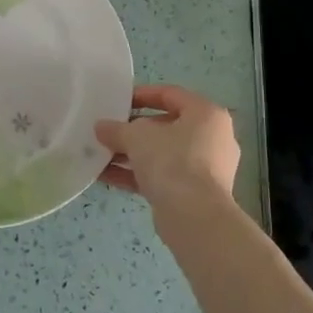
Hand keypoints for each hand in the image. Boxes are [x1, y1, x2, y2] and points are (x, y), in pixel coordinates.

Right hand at [95, 84, 240, 205]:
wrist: (195, 217)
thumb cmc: (172, 162)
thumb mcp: (137, 137)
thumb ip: (117, 129)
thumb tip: (101, 127)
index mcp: (206, 114)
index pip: (170, 94)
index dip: (141, 95)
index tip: (117, 101)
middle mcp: (212, 138)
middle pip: (166, 126)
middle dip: (133, 130)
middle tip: (108, 132)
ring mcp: (206, 168)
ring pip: (163, 154)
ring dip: (131, 154)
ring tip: (101, 155)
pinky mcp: (195, 194)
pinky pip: (163, 176)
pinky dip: (137, 175)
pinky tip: (106, 177)